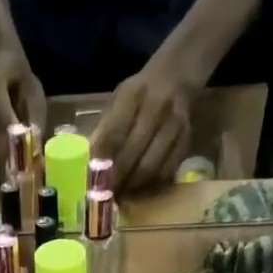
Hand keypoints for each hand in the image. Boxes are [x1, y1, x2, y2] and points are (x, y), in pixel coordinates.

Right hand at [0, 0, 46, 181]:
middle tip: (22, 184)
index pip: (1, 122)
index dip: (13, 147)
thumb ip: (34, 115)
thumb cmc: (13, 67)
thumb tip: (37, 146)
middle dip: (6, 165)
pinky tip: (4, 173)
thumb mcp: (32, 86)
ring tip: (14, 184)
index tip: (25, 166)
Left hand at [90, 59, 196, 192]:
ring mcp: (174, 124)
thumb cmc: (138, 95)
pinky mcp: (186, 139)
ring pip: (150, 167)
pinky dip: (151, 184)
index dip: (101, 162)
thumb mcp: (117, 101)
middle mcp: (156, 107)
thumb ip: (103, 129)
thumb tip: (86, 163)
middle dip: (116, 180)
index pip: (113, 135)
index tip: (92, 182)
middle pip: (132, 154)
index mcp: (132, 95)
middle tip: (105, 195)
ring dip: (133, 186)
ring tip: (121, 194)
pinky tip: (140, 187)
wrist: (175, 77)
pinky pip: (167, 171)